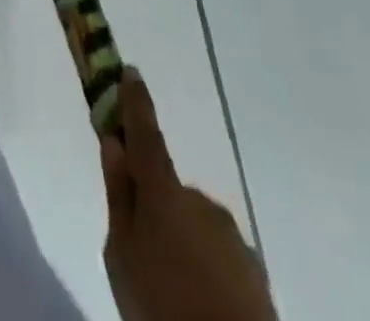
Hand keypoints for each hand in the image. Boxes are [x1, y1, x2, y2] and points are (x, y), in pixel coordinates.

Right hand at [101, 70, 275, 320]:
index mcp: (163, 192)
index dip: (135, 102)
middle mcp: (201, 201)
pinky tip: (198, 300)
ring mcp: (232, 236)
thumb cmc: (162, 306)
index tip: (130, 71)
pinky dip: (203, 267)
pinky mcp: (255, 271)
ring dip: (180, 241)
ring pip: (193, 225)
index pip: (145, 133)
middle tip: (141, 248)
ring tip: (171, 286)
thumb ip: (118, 196)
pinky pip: (217, 254)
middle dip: (155, 207)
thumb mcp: (121, 255)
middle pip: (168, 190)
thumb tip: (114, 145)